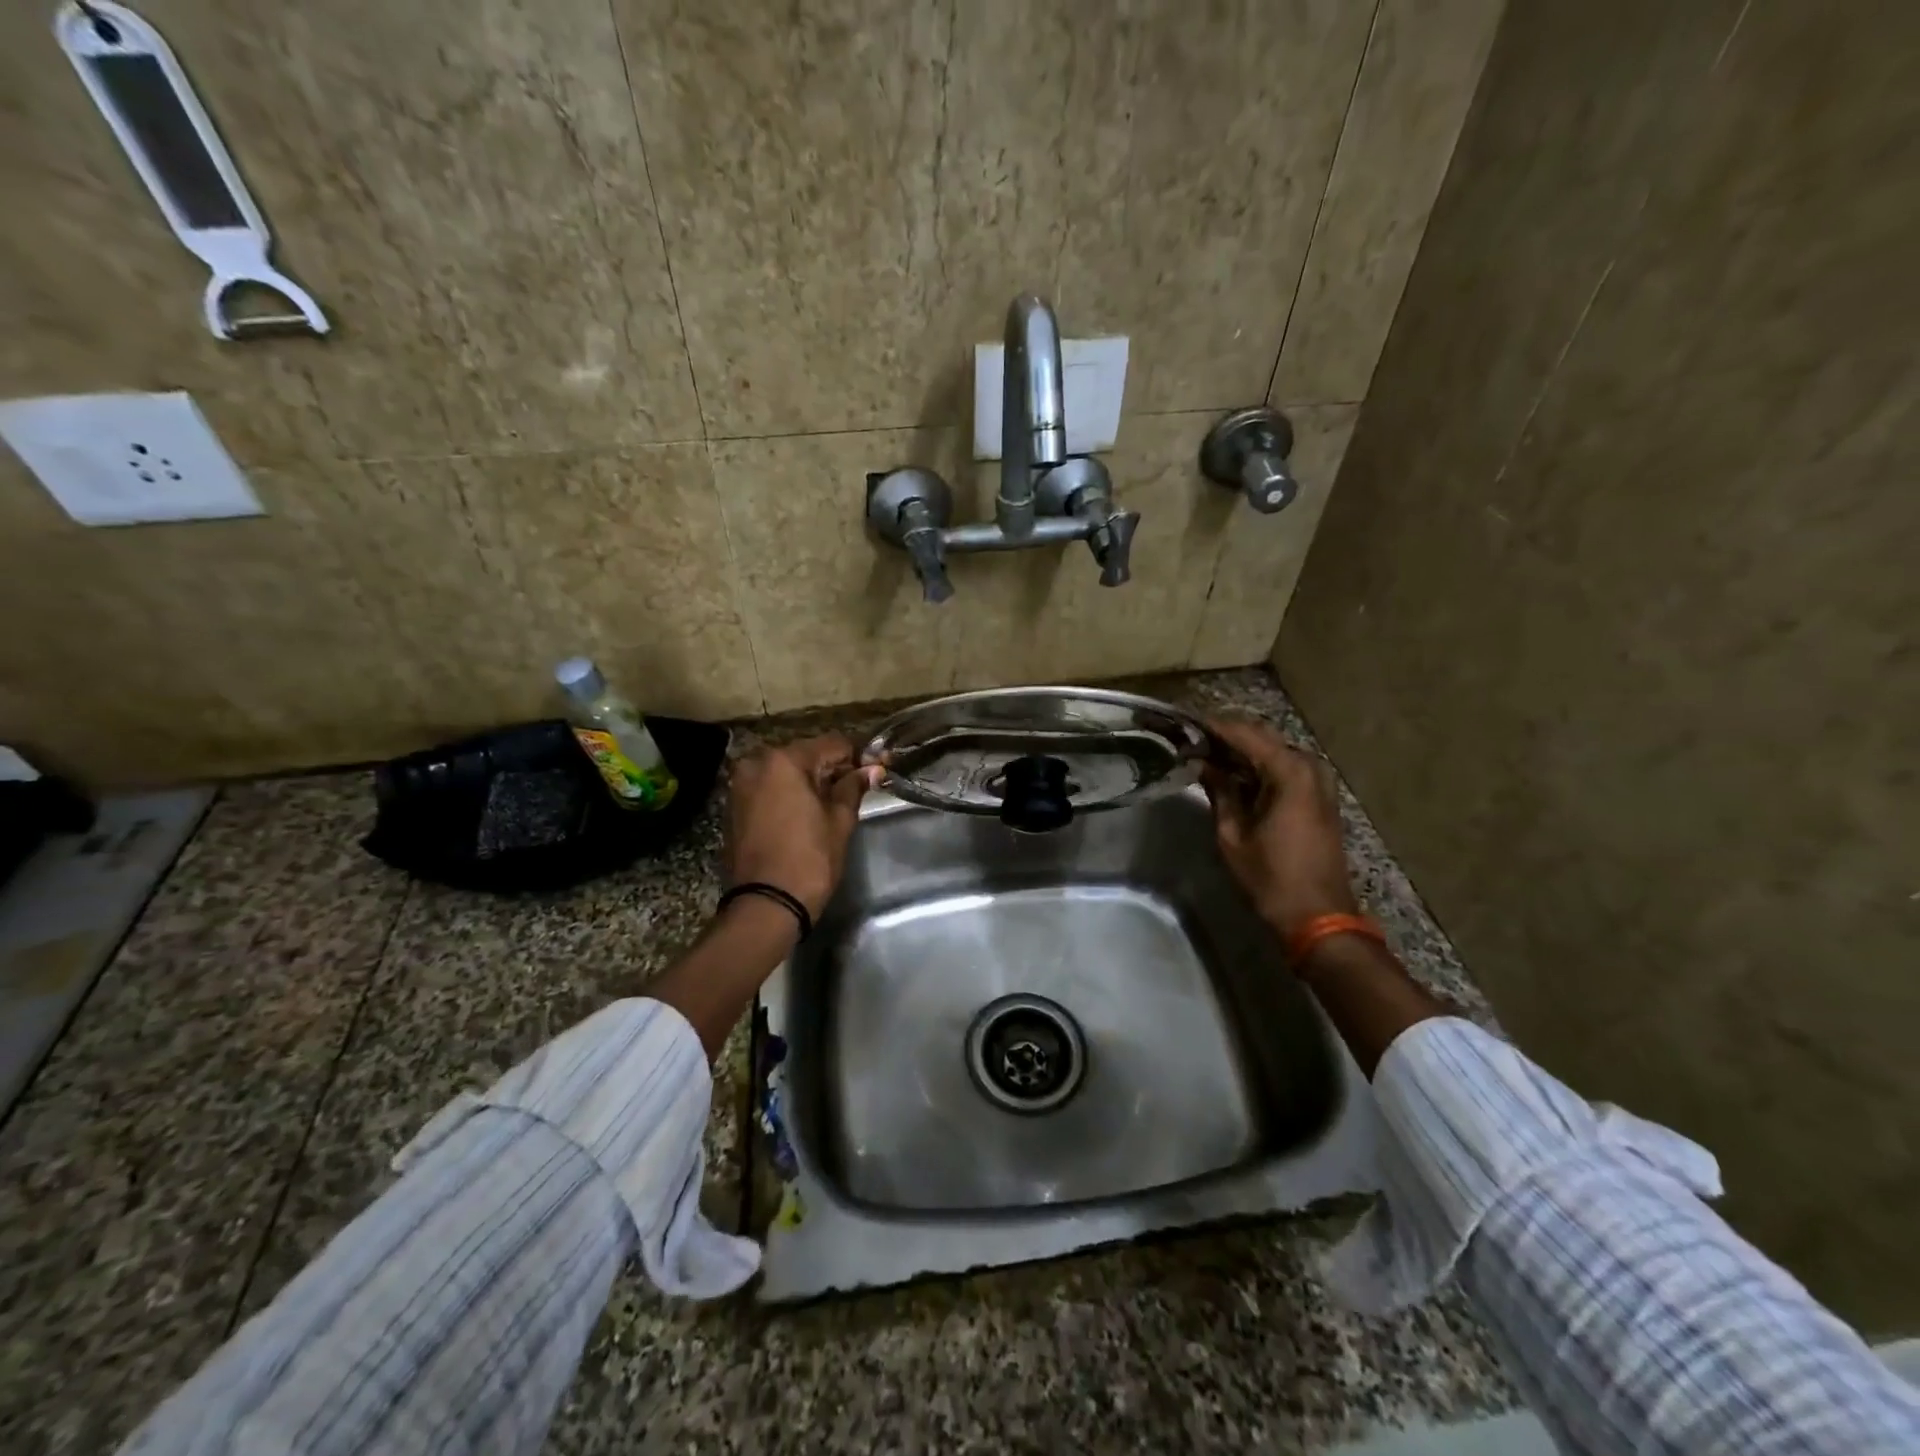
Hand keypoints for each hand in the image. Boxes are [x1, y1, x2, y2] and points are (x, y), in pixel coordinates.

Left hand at [724, 735, 877, 917]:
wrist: (766, 905)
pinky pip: (769, 788)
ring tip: (833, 801)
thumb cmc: (810, 860)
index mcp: (784, 761)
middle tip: (857, 786)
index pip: (831, 744)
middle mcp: (757, 764)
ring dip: (809, 780)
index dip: (858, 754)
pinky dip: (788, 793)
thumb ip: (853, 788)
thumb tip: (872, 769)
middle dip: (831, 767)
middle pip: (805, 754)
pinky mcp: (734, 806)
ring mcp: (740, 785)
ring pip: (785, 771)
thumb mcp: (839, 821)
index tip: (876, 767)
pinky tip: (806, 811)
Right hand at [1200, 717, 1356, 933]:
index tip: (1182, 722)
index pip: (1243, 733)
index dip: (1211, 726)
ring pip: (1272, 749)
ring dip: (1241, 748)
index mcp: (1289, 772)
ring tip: (1205, 752)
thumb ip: (1219, 791)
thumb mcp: (1233, 834)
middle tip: (1190, 737)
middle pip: (1261, 736)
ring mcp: (1318, 780)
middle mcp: (1308, 766)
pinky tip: (1232, 771)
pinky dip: (1258, 764)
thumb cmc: (1270, 877)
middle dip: (1226, 734)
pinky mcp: (1318, 795)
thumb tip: (1203, 763)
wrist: (1317, 915)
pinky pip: (1284, 766)